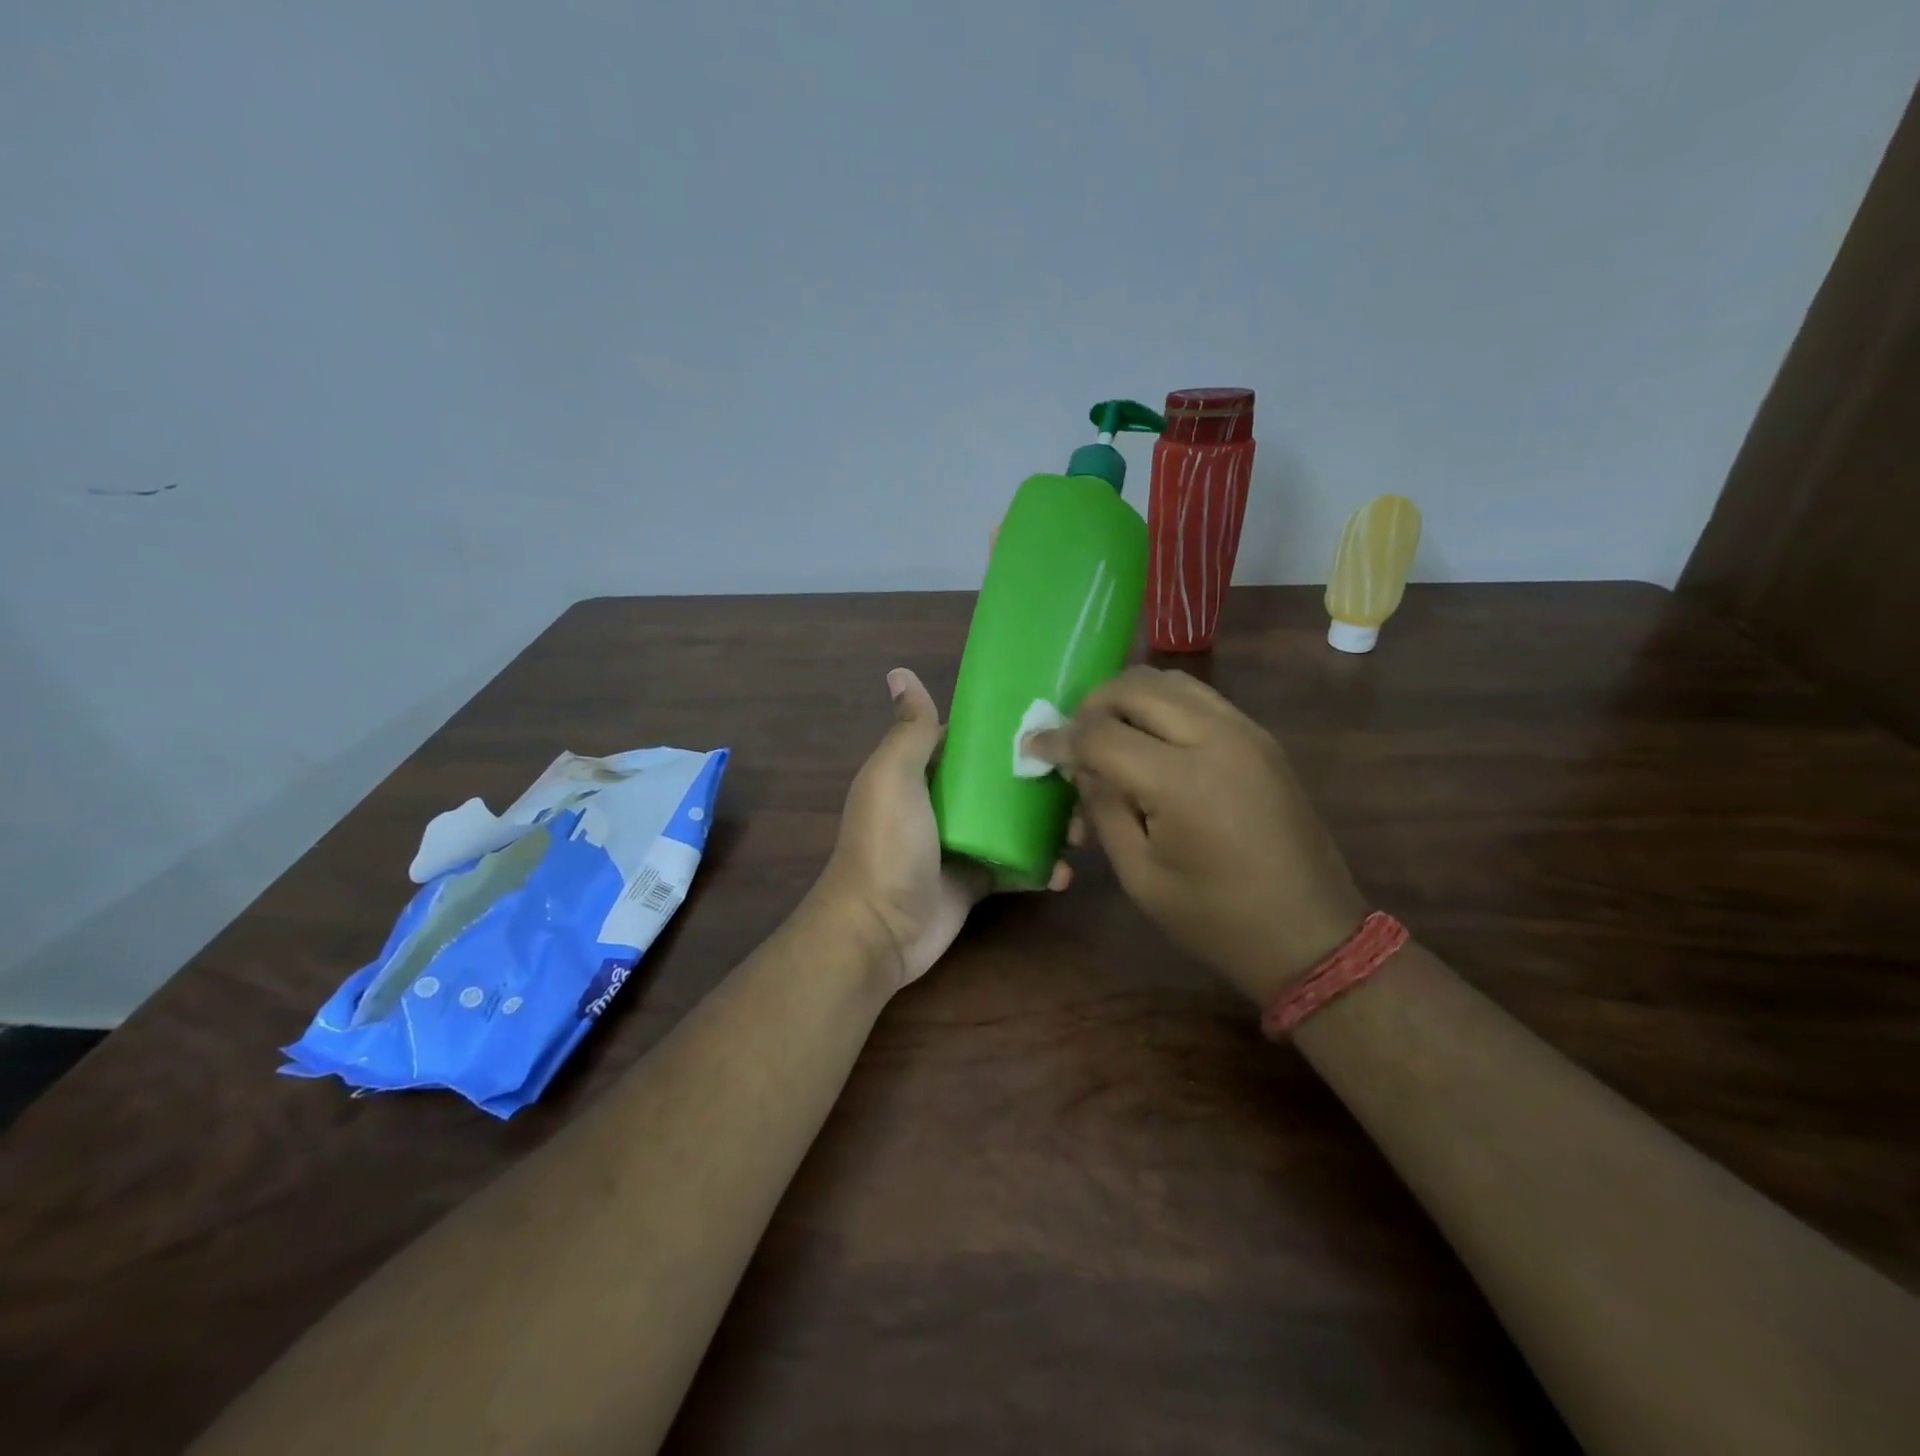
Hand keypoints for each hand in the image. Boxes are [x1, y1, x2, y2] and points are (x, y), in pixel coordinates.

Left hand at [818, 668, 1069, 991]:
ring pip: (1017, 824)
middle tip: (1083, 782)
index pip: (973, 741)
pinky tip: (1065, 873)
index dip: (1011, 731)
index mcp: (924, 771)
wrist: (879, 930)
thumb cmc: (887, 845)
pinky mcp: (978, 881)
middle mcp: (946, 802)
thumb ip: (911, 730)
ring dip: (1051, 825)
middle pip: (1003, 782)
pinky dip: (1042, 869)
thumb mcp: (894, 778)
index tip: (1058, 723)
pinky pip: (1018, 868)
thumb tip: (900, 672)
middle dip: (1043, 781)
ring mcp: (964, 843)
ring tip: (1082, 831)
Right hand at [1027, 667, 1366, 1005]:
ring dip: (1129, 697)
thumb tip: (1080, 766)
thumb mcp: (1140, 875)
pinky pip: (1201, 698)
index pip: (1101, 734)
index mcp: (1181, 781)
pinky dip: (1164, 704)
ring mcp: (1246, 731)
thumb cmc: (1216, 920)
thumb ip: (1104, 808)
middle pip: (1136, 687)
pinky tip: (1150, 740)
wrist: (1312, 936)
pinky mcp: (1262, 738)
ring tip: (1108, 732)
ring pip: (1172, 681)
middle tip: (1073, 737)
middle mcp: (1216, 738)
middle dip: (1092, 705)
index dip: (1058, 739)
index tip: (1033, 748)